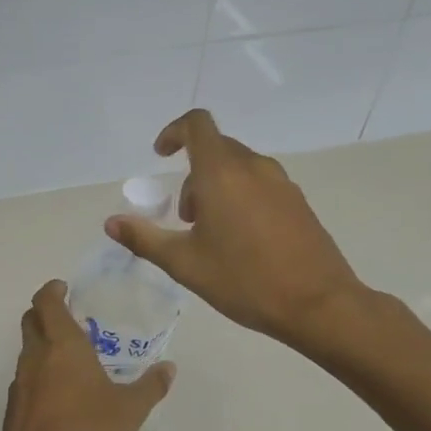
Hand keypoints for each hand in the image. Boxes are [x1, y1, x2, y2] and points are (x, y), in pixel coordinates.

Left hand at [0, 280, 174, 430]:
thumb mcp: (129, 411)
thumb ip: (150, 387)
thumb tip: (169, 368)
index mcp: (62, 347)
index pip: (46, 302)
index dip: (52, 290)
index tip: (64, 288)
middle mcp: (35, 359)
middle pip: (30, 321)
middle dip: (45, 313)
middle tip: (69, 318)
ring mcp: (19, 385)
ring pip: (27, 352)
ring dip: (43, 346)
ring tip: (71, 359)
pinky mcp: (12, 411)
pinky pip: (25, 381)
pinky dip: (39, 376)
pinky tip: (60, 397)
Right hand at [105, 108, 366, 349]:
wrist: (318, 304)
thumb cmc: (244, 280)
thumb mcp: (185, 263)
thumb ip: (144, 238)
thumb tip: (111, 222)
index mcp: (222, 173)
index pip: (197, 125)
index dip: (174, 132)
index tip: (161, 155)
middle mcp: (253, 168)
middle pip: (216, 149)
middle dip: (192, 174)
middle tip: (185, 217)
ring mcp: (281, 183)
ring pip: (239, 168)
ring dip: (216, 187)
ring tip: (211, 233)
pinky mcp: (299, 202)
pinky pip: (260, 184)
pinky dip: (241, 197)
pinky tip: (242, 240)